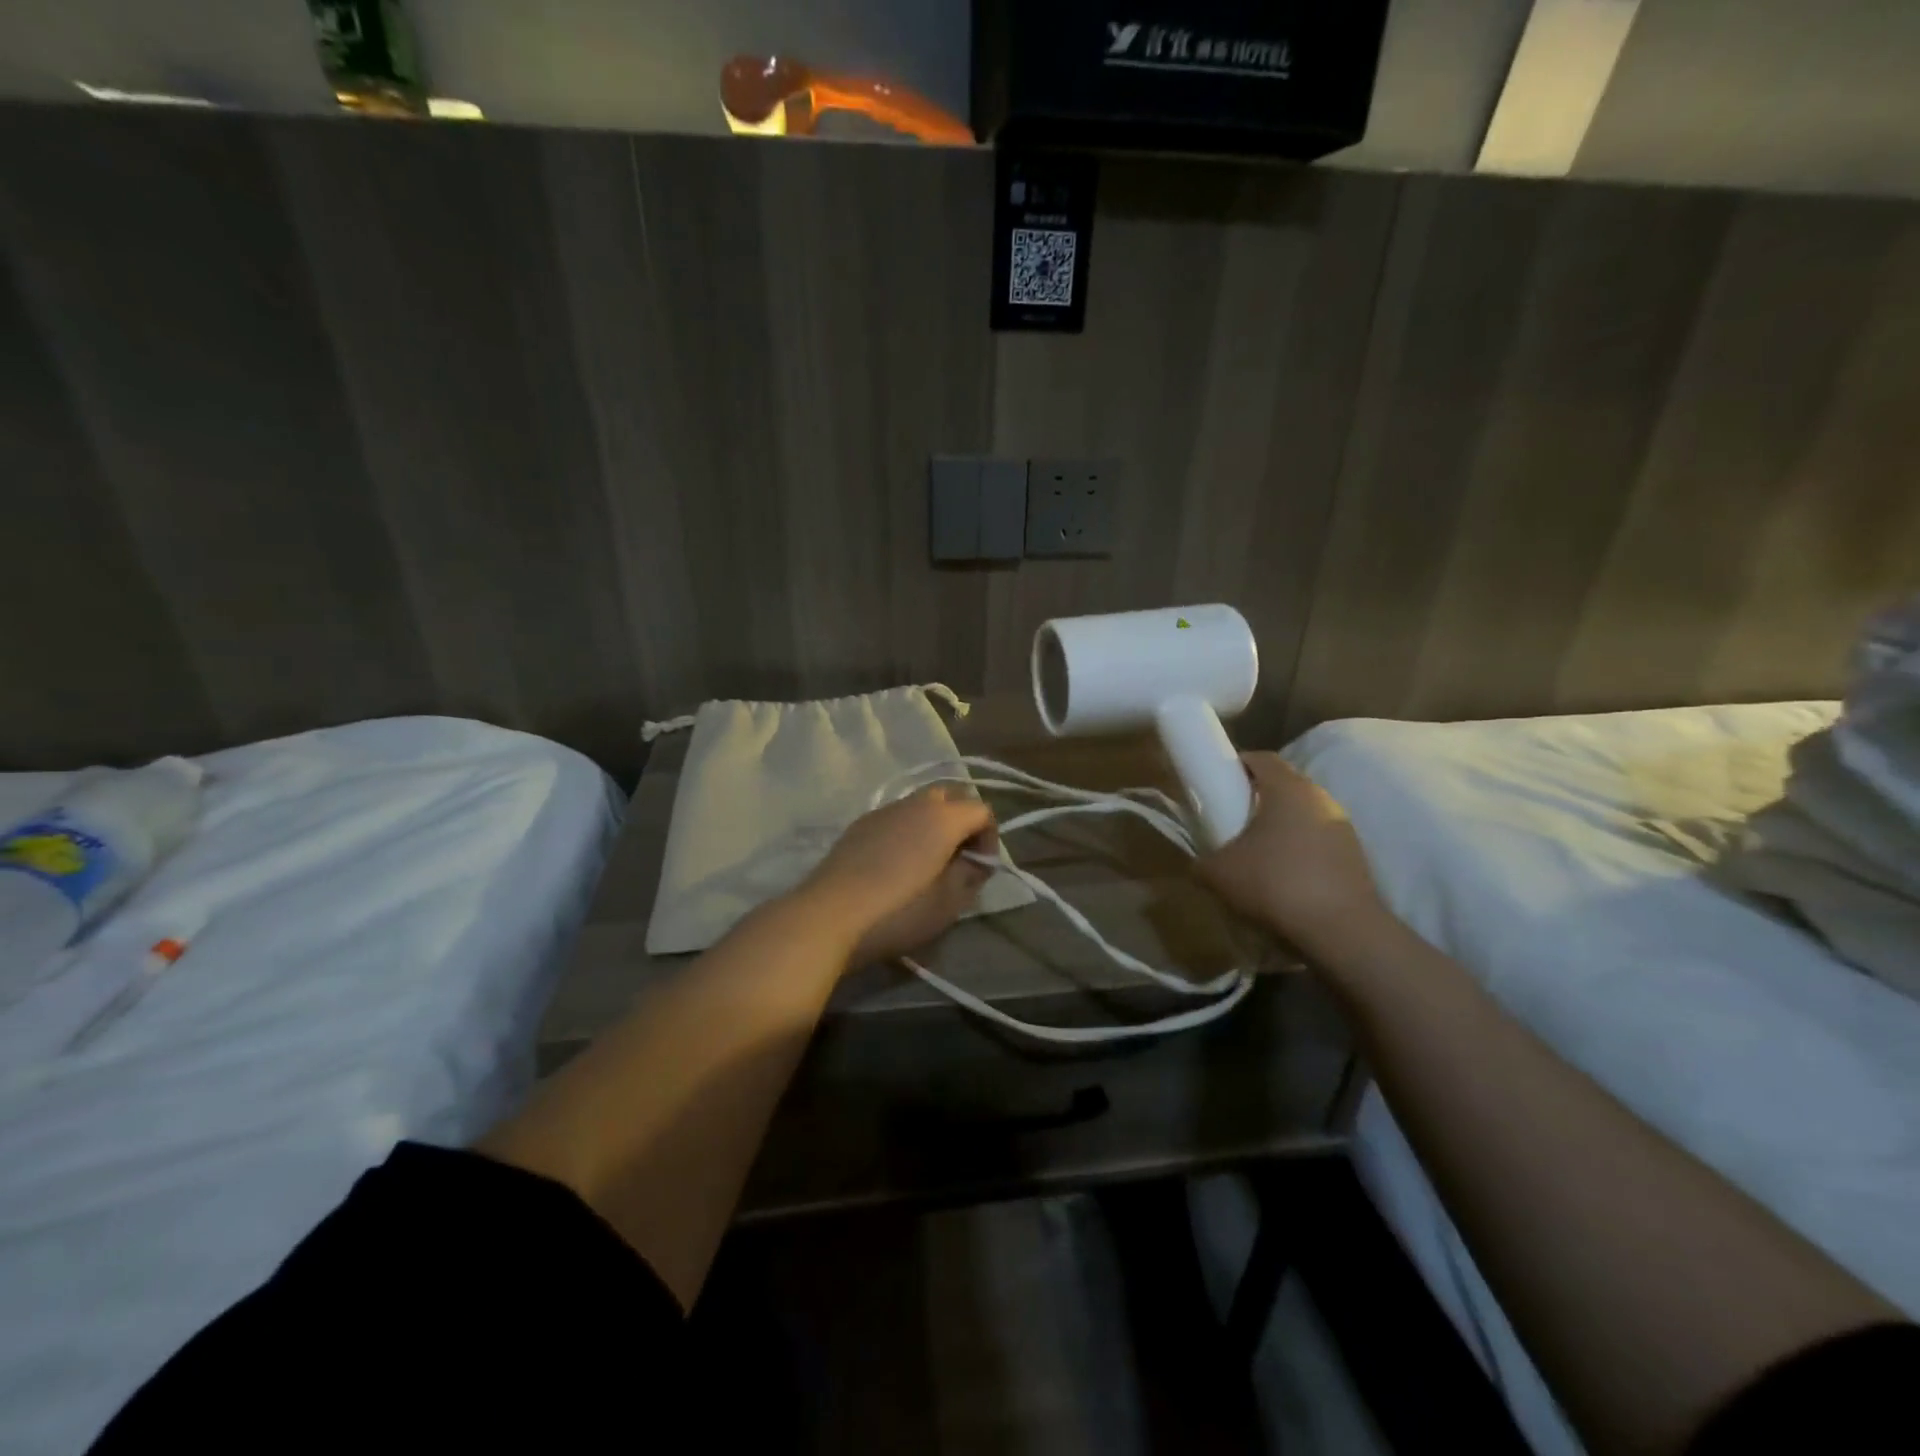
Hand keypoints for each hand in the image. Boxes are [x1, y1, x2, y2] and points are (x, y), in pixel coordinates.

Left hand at [799, 785, 998, 969]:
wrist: (831, 913)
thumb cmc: (899, 911)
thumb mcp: (949, 903)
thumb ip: (971, 875)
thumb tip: (976, 859)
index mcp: (944, 818)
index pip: (982, 810)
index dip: (990, 837)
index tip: (981, 868)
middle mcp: (916, 803)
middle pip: (952, 795)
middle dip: (963, 821)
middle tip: (959, 857)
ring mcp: (884, 810)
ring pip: (921, 803)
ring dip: (934, 824)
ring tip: (928, 862)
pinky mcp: (860, 823)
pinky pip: (896, 817)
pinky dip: (908, 830)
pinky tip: (897, 864)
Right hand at [1197, 753, 1390, 958]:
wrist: (1342, 930)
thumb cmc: (1275, 884)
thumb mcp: (1218, 873)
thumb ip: (1201, 861)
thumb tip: (1198, 863)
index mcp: (1287, 788)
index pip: (1261, 757)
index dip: (1235, 765)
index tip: (1216, 783)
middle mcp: (1320, 797)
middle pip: (1282, 784)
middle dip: (1255, 797)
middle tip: (1230, 819)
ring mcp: (1342, 825)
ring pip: (1302, 813)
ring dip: (1279, 826)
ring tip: (1255, 853)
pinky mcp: (1355, 854)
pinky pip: (1317, 839)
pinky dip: (1298, 849)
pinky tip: (1283, 877)